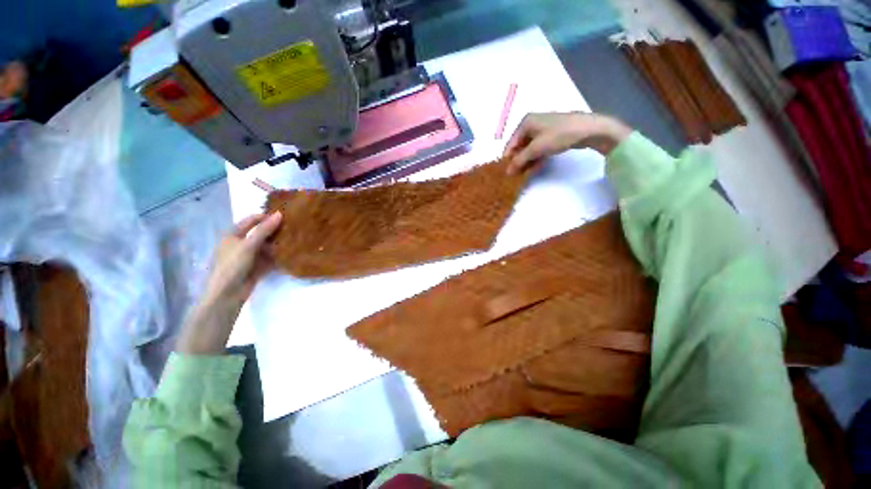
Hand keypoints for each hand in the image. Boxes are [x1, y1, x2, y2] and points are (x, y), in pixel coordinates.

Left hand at [176, 212, 282, 354]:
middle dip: (274, 230)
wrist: (227, 294)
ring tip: (295, 238)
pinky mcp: (257, 268)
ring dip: (278, 243)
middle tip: (293, 227)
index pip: (250, 221)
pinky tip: (291, 253)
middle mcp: (240, 244)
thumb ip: (264, 230)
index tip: (284, 215)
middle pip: (260, 233)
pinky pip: (270, 258)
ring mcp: (249, 257)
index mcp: (232, 236)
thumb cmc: (232, 265)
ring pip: (266, 246)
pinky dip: (279, 256)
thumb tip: (279, 214)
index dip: (265, 217)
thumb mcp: (248, 245)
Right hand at [503, 112, 631, 173]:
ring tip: (524, 175)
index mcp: (525, 123)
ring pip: (530, 149)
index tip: (506, 173)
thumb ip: (520, 160)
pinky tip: (534, 169)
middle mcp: (532, 124)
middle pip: (520, 146)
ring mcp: (543, 130)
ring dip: (527, 162)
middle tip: (516, 175)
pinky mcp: (552, 136)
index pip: (511, 143)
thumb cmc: (558, 135)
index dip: (508, 158)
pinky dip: (536, 158)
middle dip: (518, 161)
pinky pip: (539, 149)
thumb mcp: (536, 149)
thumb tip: (507, 172)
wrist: (588, 130)